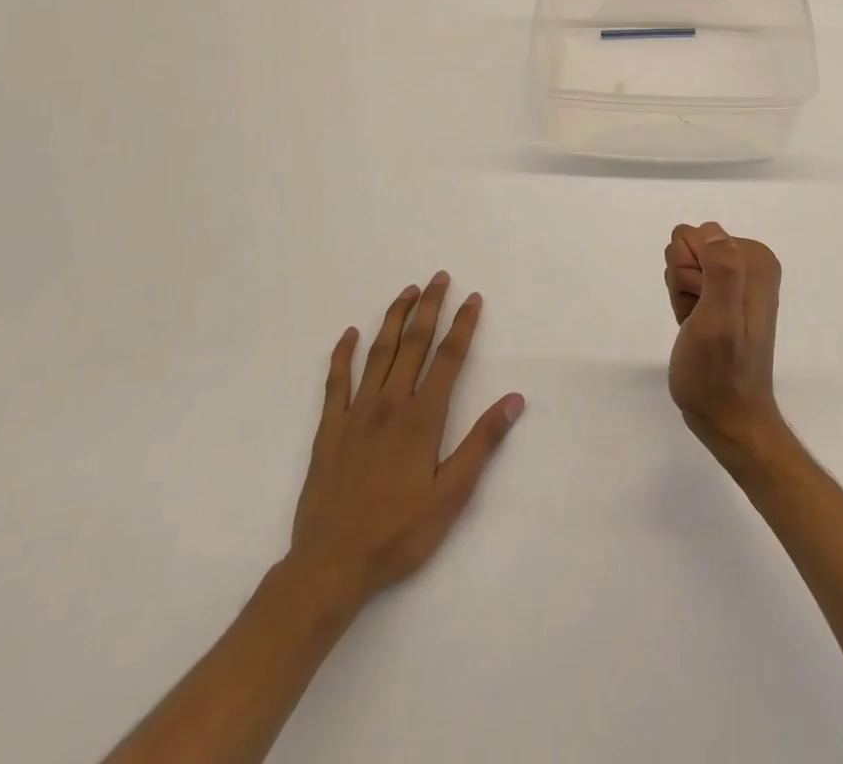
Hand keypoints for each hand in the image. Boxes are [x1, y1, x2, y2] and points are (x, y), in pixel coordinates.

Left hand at [287, 274, 523, 606]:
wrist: (330, 566)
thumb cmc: (399, 533)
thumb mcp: (452, 495)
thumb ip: (482, 443)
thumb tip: (514, 399)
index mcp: (422, 417)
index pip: (449, 358)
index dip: (463, 325)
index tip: (473, 298)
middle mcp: (390, 403)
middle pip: (413, 343)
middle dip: (429, 307)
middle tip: (439, 277)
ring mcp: (356, 413)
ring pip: (378, 353)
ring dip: (394, 318)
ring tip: (407, 292)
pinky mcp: (329, 429)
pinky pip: (336, 382)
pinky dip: (342, 354)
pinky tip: (349, 334)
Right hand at [664, 222, 785, 456]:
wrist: (728, 418)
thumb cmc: (720, 373)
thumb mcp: (719, 321)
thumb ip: (721, 272)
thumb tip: (714, 233)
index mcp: (755, 259)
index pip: (695, 235)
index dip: (688, 273)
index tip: (701, 305)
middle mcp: (749, 262)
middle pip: (687, 247)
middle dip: (684, 282)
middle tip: (700, 318)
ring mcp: (735, 279)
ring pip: (682, 264)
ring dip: (683, 295)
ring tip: (698, 327)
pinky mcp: (722, 295)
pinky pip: (686, 281)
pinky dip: (684, 305)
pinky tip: (695, 328)